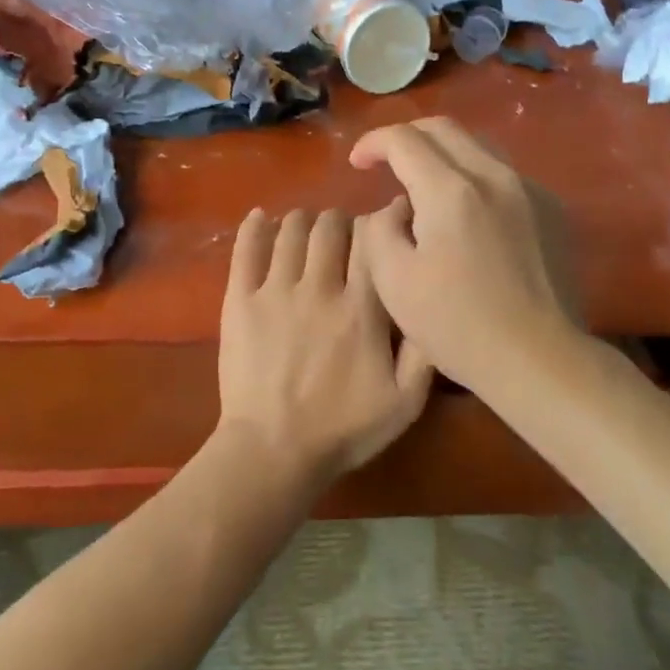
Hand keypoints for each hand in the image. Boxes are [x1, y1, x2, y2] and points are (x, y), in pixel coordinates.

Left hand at [216, 207, 433, 489]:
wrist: (272, 452)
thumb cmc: (342, 430)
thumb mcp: (404, 403)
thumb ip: (424, 351)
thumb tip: (429, 302)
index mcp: (361, 308)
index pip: (371, 241)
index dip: (377, 223)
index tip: (381, 223)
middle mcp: (320, 287)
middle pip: (330, 227)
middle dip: (340, 220)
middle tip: (342, 232)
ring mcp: (275, 290)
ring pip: (291, 230)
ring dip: (302, 220)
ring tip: (307, 228)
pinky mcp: (240, 299)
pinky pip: (246, 249)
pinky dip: (254, 226)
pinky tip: (260, 217)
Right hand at [350, 117, 581, 390]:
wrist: (542, 360)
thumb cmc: (459, 325)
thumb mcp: (394, 282)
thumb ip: (380, 229)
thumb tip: (395, 207)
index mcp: (451, 190)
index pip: (404, 139)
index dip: (373, 143)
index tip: (357, 163)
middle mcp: (494, 175)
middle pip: (444, 128)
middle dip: (407, 137)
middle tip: (386, 162)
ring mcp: (530, 189)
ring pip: (478, 146)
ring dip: (443, 153)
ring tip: (426, 185)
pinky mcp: (553, 209)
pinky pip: (504, 174)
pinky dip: (475, 178)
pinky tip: (469, 215)